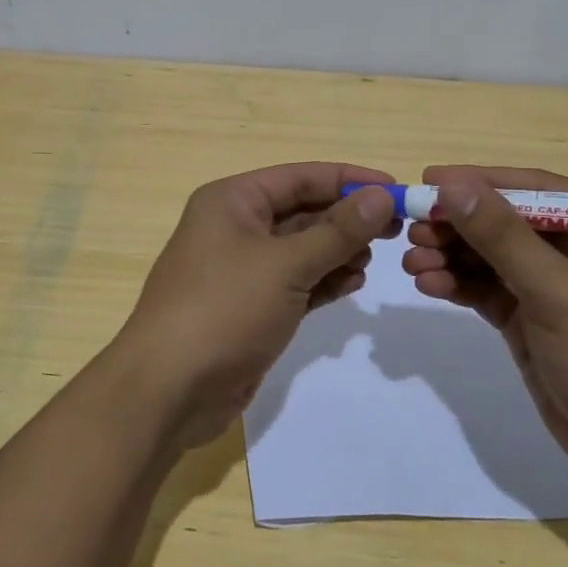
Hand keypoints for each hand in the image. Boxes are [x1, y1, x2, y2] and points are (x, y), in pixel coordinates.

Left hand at [109, 163, 400, 447]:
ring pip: (301, 248)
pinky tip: (354, 282)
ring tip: (376, 258)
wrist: (170, 389)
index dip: (349, 180)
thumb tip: (381, 196)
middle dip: (347, 218)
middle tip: (397, 229)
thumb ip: (337, 231)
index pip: (300, 177)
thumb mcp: (285, 264)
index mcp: (232, 201)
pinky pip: (295, 282)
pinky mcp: (250, 307)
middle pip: (302, 210)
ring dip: (338, 250)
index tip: (396, 190)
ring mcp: (241, 269)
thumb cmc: (224, 309)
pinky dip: (323, 280)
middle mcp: (234, 227)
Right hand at [401, 165, 567, 497]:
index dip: (480, 181)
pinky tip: (428, 285)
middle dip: (458, 225)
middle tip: (411, 229)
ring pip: (491, 257)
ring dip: (450, 256)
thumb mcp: (557, 293)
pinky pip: (487, 290)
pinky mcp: (533, 320)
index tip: (429, 181)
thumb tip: (453, 186)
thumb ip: (503, 237)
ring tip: (410, 263)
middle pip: (505, 222)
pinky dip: (457, 285)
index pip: (535, 189)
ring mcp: (553, 287)